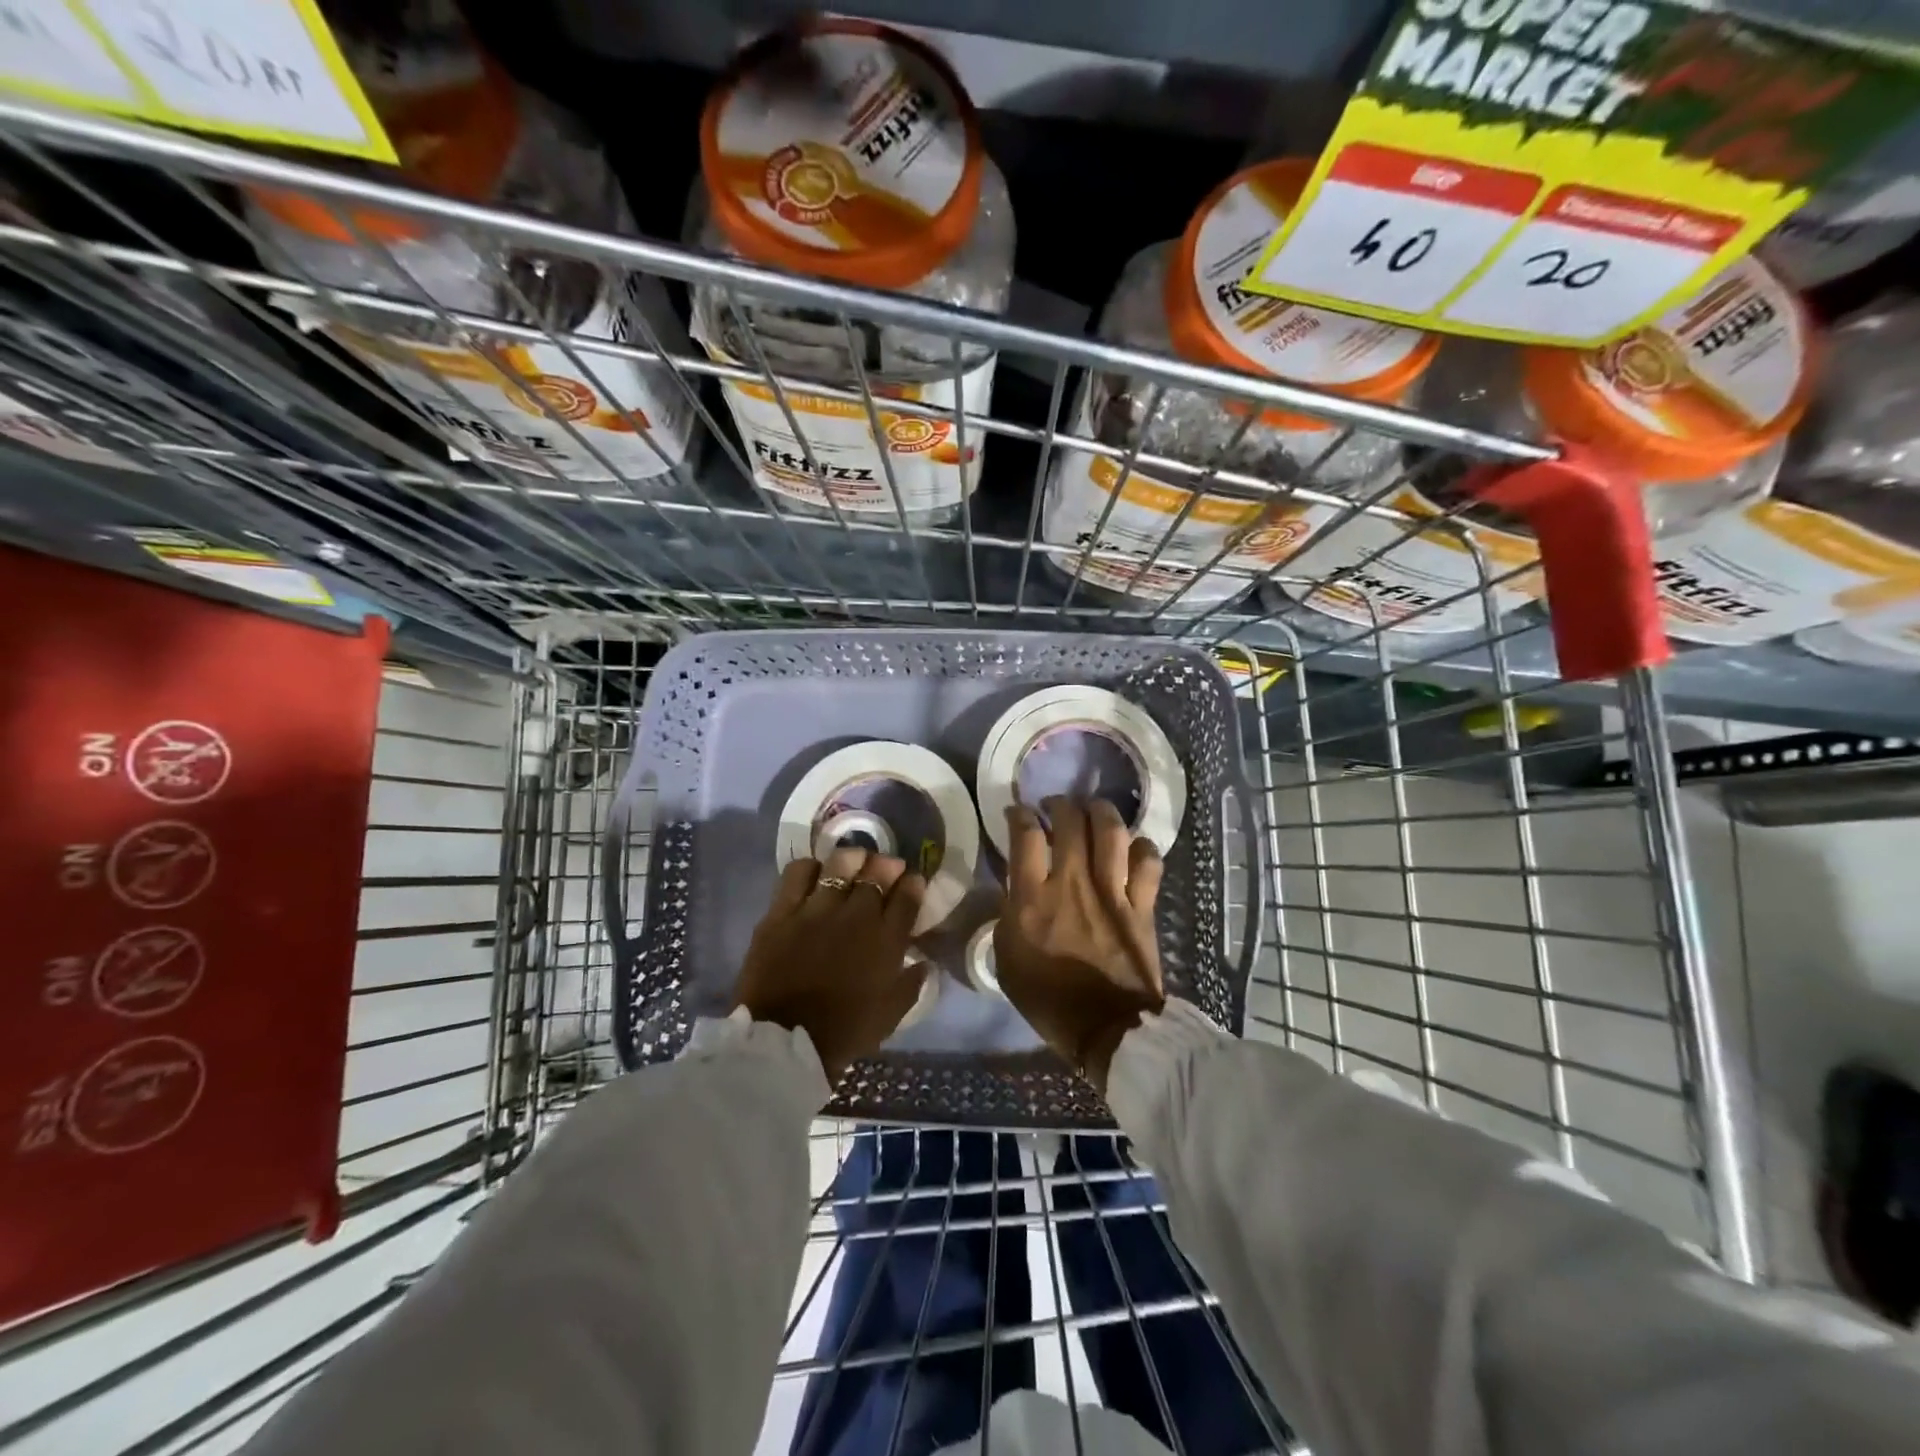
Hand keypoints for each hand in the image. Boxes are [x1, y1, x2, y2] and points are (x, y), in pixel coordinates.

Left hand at [735, 845, 927, 1083]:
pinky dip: (810, 867)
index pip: (908, 897)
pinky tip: (814, 874)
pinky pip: (798, 874)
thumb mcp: (890, 1015)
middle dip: (887, 866)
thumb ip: (911, 985)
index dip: (913, 884)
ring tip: (854, 861)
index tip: (913, 881)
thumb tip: (923, 962)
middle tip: (886, 868)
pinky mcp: (783, 912)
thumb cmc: (844, 1032)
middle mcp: (856, 916)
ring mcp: (817, 910)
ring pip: (841, 864)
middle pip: (877, 873)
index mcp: (886, 941)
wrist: (785, 1043)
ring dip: (853, 859)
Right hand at [994, 797, 1163, 1093]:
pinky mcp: (1142, 905)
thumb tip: (1015, 888)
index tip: (1017, 813)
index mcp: (1033, 899)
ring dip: (1100, 812)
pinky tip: (1133, 848)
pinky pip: (1148, 861)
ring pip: (1111, 831)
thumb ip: (1009, 915)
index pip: (1025, 835)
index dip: (1019, 815)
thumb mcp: (1007, 958)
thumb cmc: (1048, 999)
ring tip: (1093, 811)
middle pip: (1070, 821)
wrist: (1107, 1030)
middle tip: (1056, 808)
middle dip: (1060, 805)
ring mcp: (1112, 891)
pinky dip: (1141, 847)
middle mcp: (1072, 884)